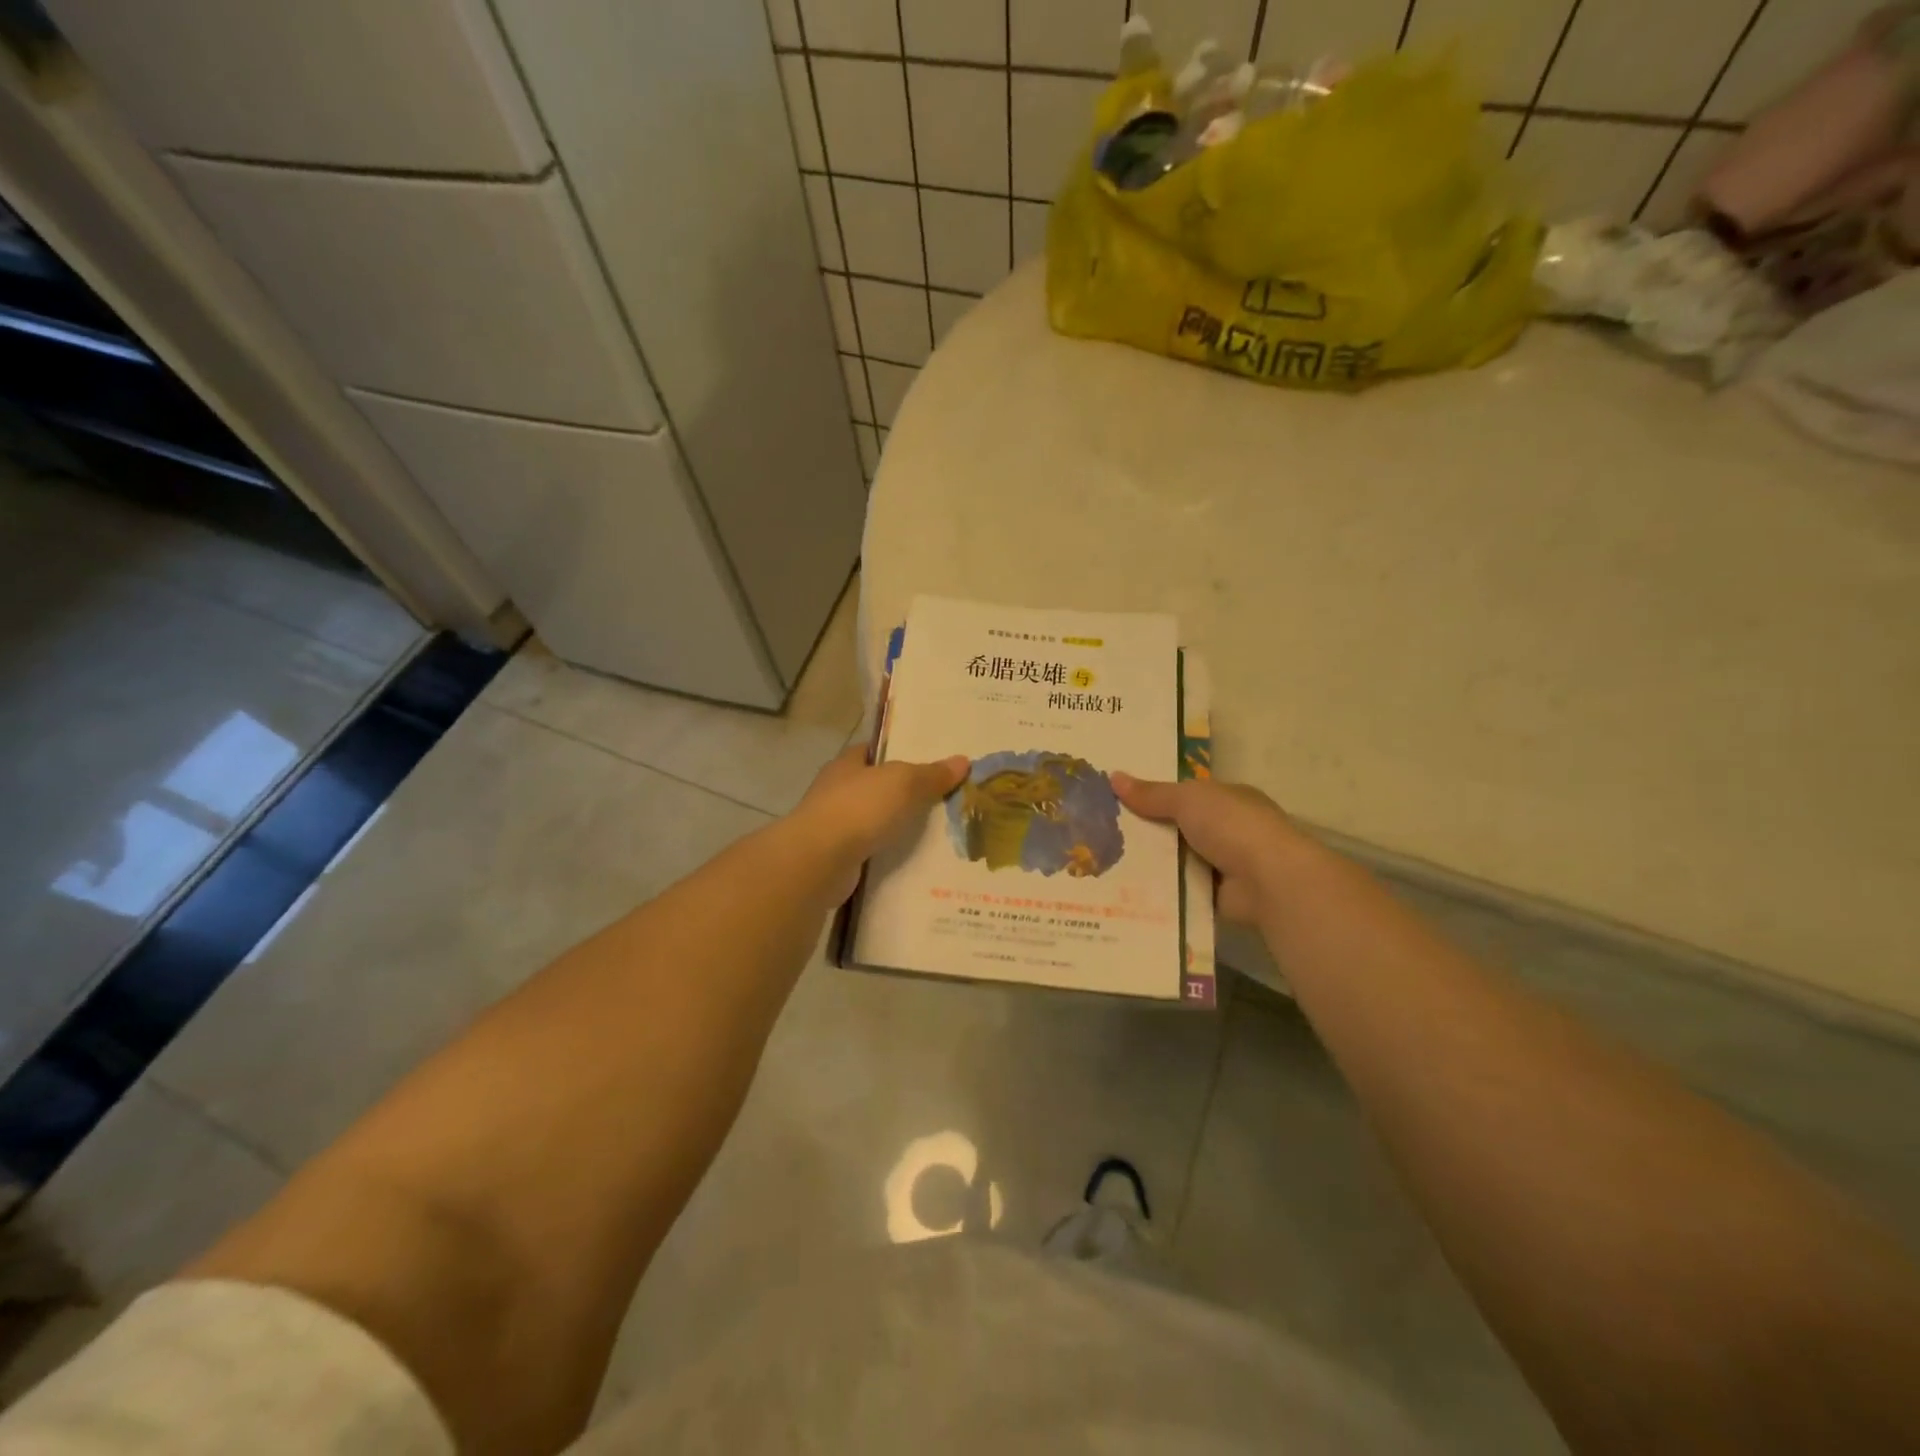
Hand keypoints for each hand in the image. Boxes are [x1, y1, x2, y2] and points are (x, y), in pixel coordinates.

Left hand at [791, 746, 968, 901]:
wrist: (819, 861)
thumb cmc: (859, 808)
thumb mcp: (904, 783)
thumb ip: (932, 774)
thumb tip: (963, 761)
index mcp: (846, 764)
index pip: (874, 751)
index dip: (899, 752)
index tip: (928, 760)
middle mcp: (836, 792)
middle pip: (876, 787)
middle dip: (903, 793)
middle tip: (942, 799)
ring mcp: (834, 827)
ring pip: (873, 821)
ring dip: (896, 827)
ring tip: (936, 834)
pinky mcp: (837, 858)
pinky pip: (871, 852)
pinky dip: (889, 854)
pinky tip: (914, 861)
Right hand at [1110, 774, 1312, 923]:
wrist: (1268, 880)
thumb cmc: (1232, 826)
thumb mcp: (1187, 799)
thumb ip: (1152, 793)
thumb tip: (1113, 777)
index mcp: (1228, 798)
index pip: (1186, 794)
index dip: (1154, 796)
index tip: (1118, 800)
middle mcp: (1228, 830)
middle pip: (1177, 828)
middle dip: (1146, 831)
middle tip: (1100, 833)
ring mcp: (1224, 864)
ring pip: (1175, 860)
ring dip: (1149, 863)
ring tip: (1103, 864)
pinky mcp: (1215, 895)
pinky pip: (1179, 889)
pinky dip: (1159, 891)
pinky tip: (1125, 890)